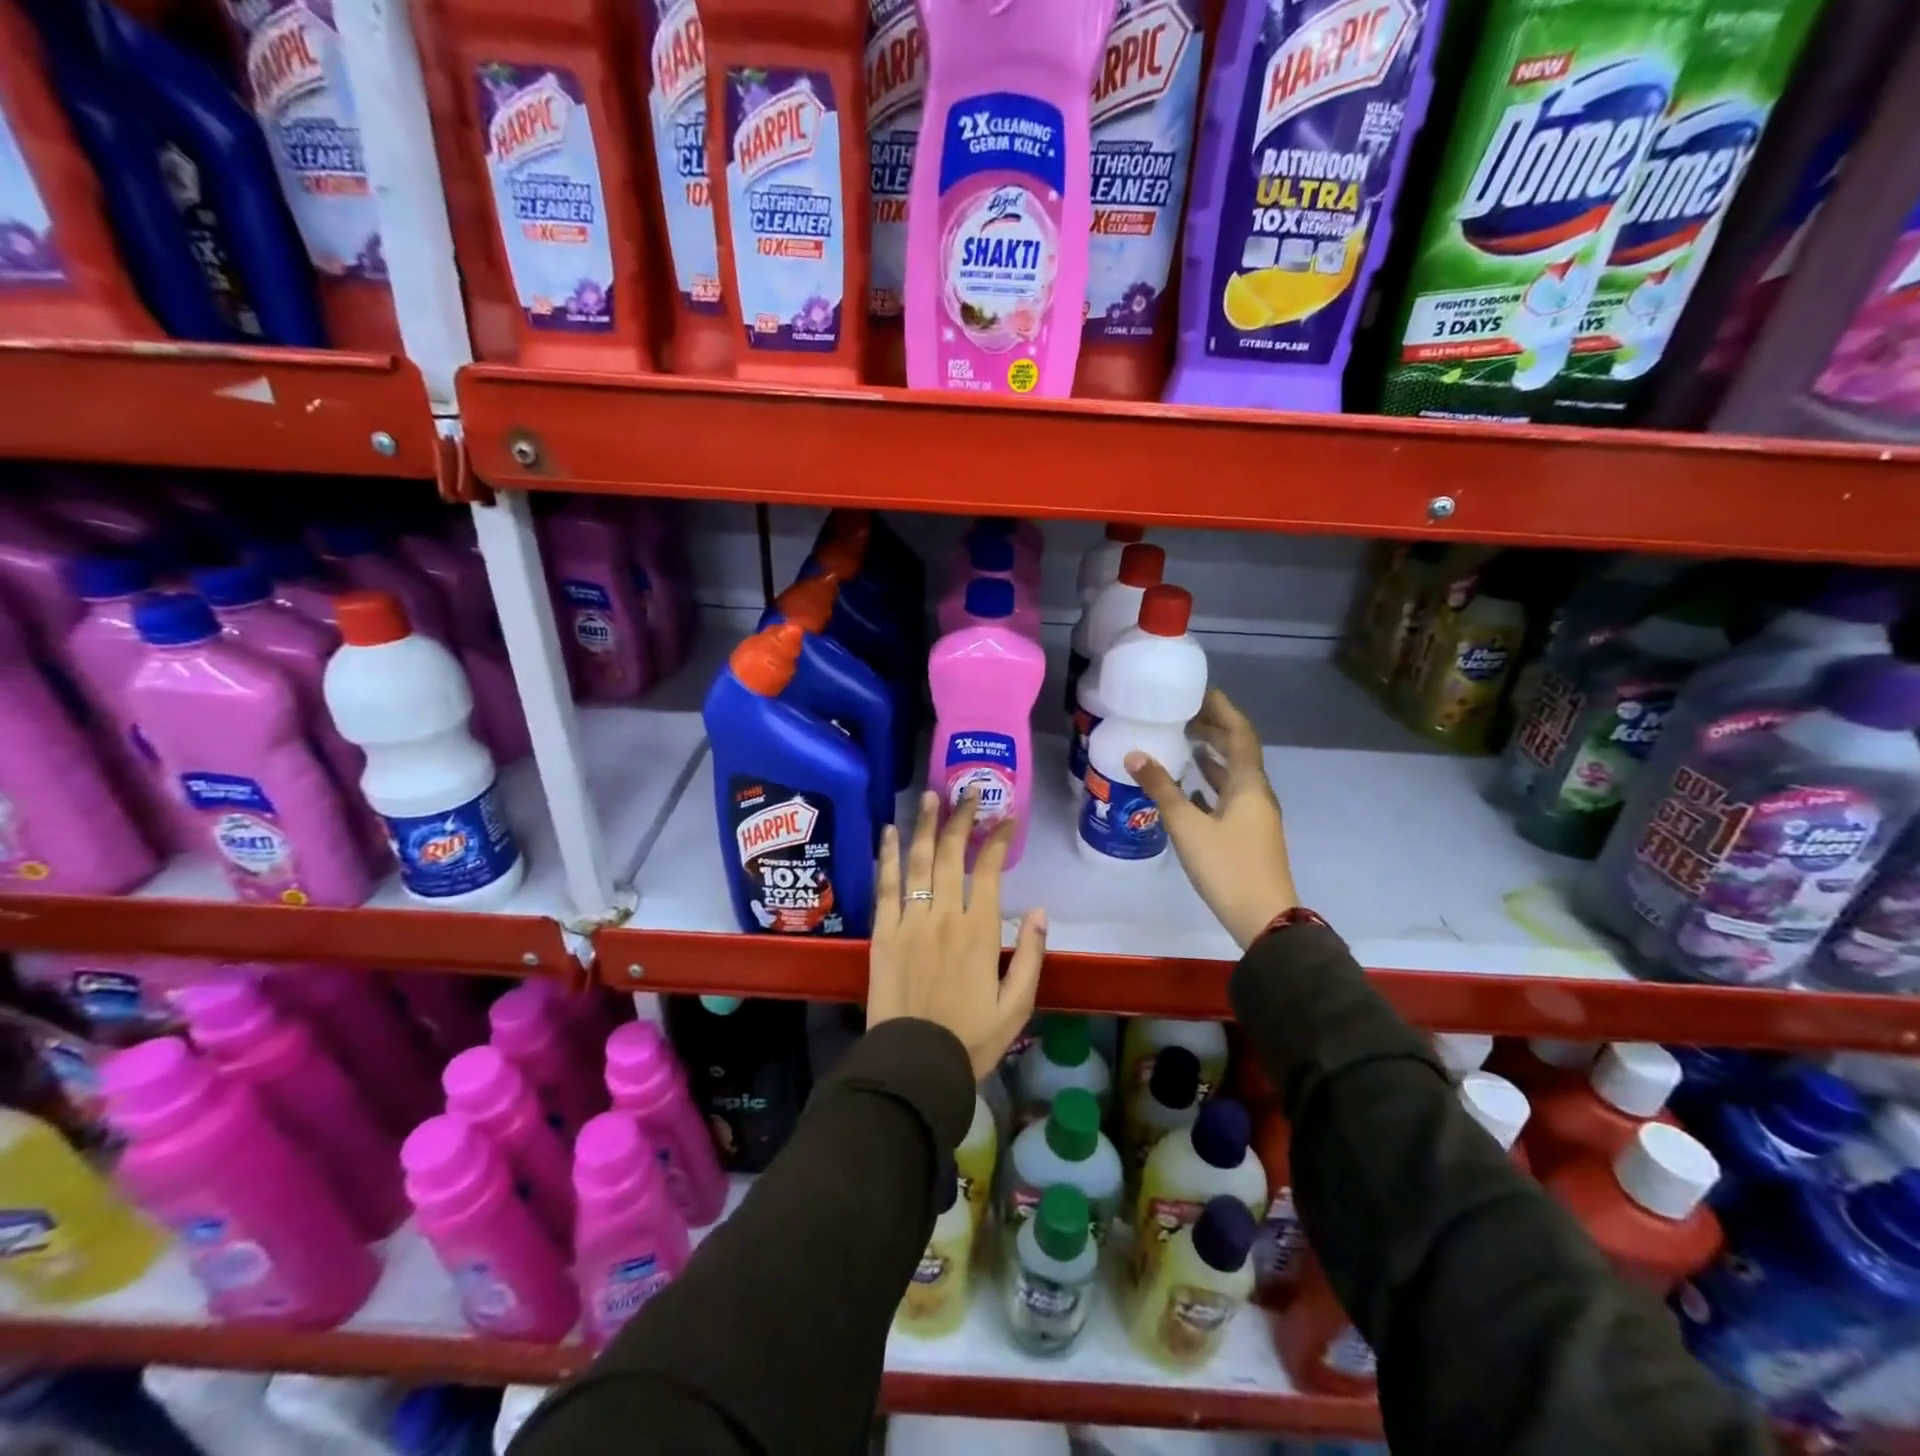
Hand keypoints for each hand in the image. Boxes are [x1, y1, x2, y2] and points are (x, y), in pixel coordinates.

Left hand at [868, 789, 1047, 1080]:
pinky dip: (888, 856)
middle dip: (963, 818)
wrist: (914, 1064)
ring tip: (933, 796)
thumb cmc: (970, 1038)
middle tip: (970, 791)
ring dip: (927, 825)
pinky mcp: (882, 932)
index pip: (990, 870)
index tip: (1006, 817)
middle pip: (953, 855)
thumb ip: (1030, 955)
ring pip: (919, 861)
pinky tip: (890, 831)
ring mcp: (910, 921)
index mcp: (979, 932)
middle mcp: (944, 916)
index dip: (999, 838)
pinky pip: (885, 885)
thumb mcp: (1017, 1005)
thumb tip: (1039, 910)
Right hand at [1125, 689, 1298, 950]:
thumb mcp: (1188, 826)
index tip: (1199, 692)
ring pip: (1233, 774)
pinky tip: (1190, 788)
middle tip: (1182, 714)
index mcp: (1248, 784)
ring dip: (1212, 756)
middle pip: (1238, 750)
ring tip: (1183, 742)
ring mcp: (1254, 815)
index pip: (1239, 733)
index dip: (1222, 710)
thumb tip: (1135, 755)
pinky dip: (1210, 784)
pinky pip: (1229, 796)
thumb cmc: (1227, 867)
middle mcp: (1256, 793)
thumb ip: (1162, 789)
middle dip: (1214, 729)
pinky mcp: (1247, 834)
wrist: (1264, 918)